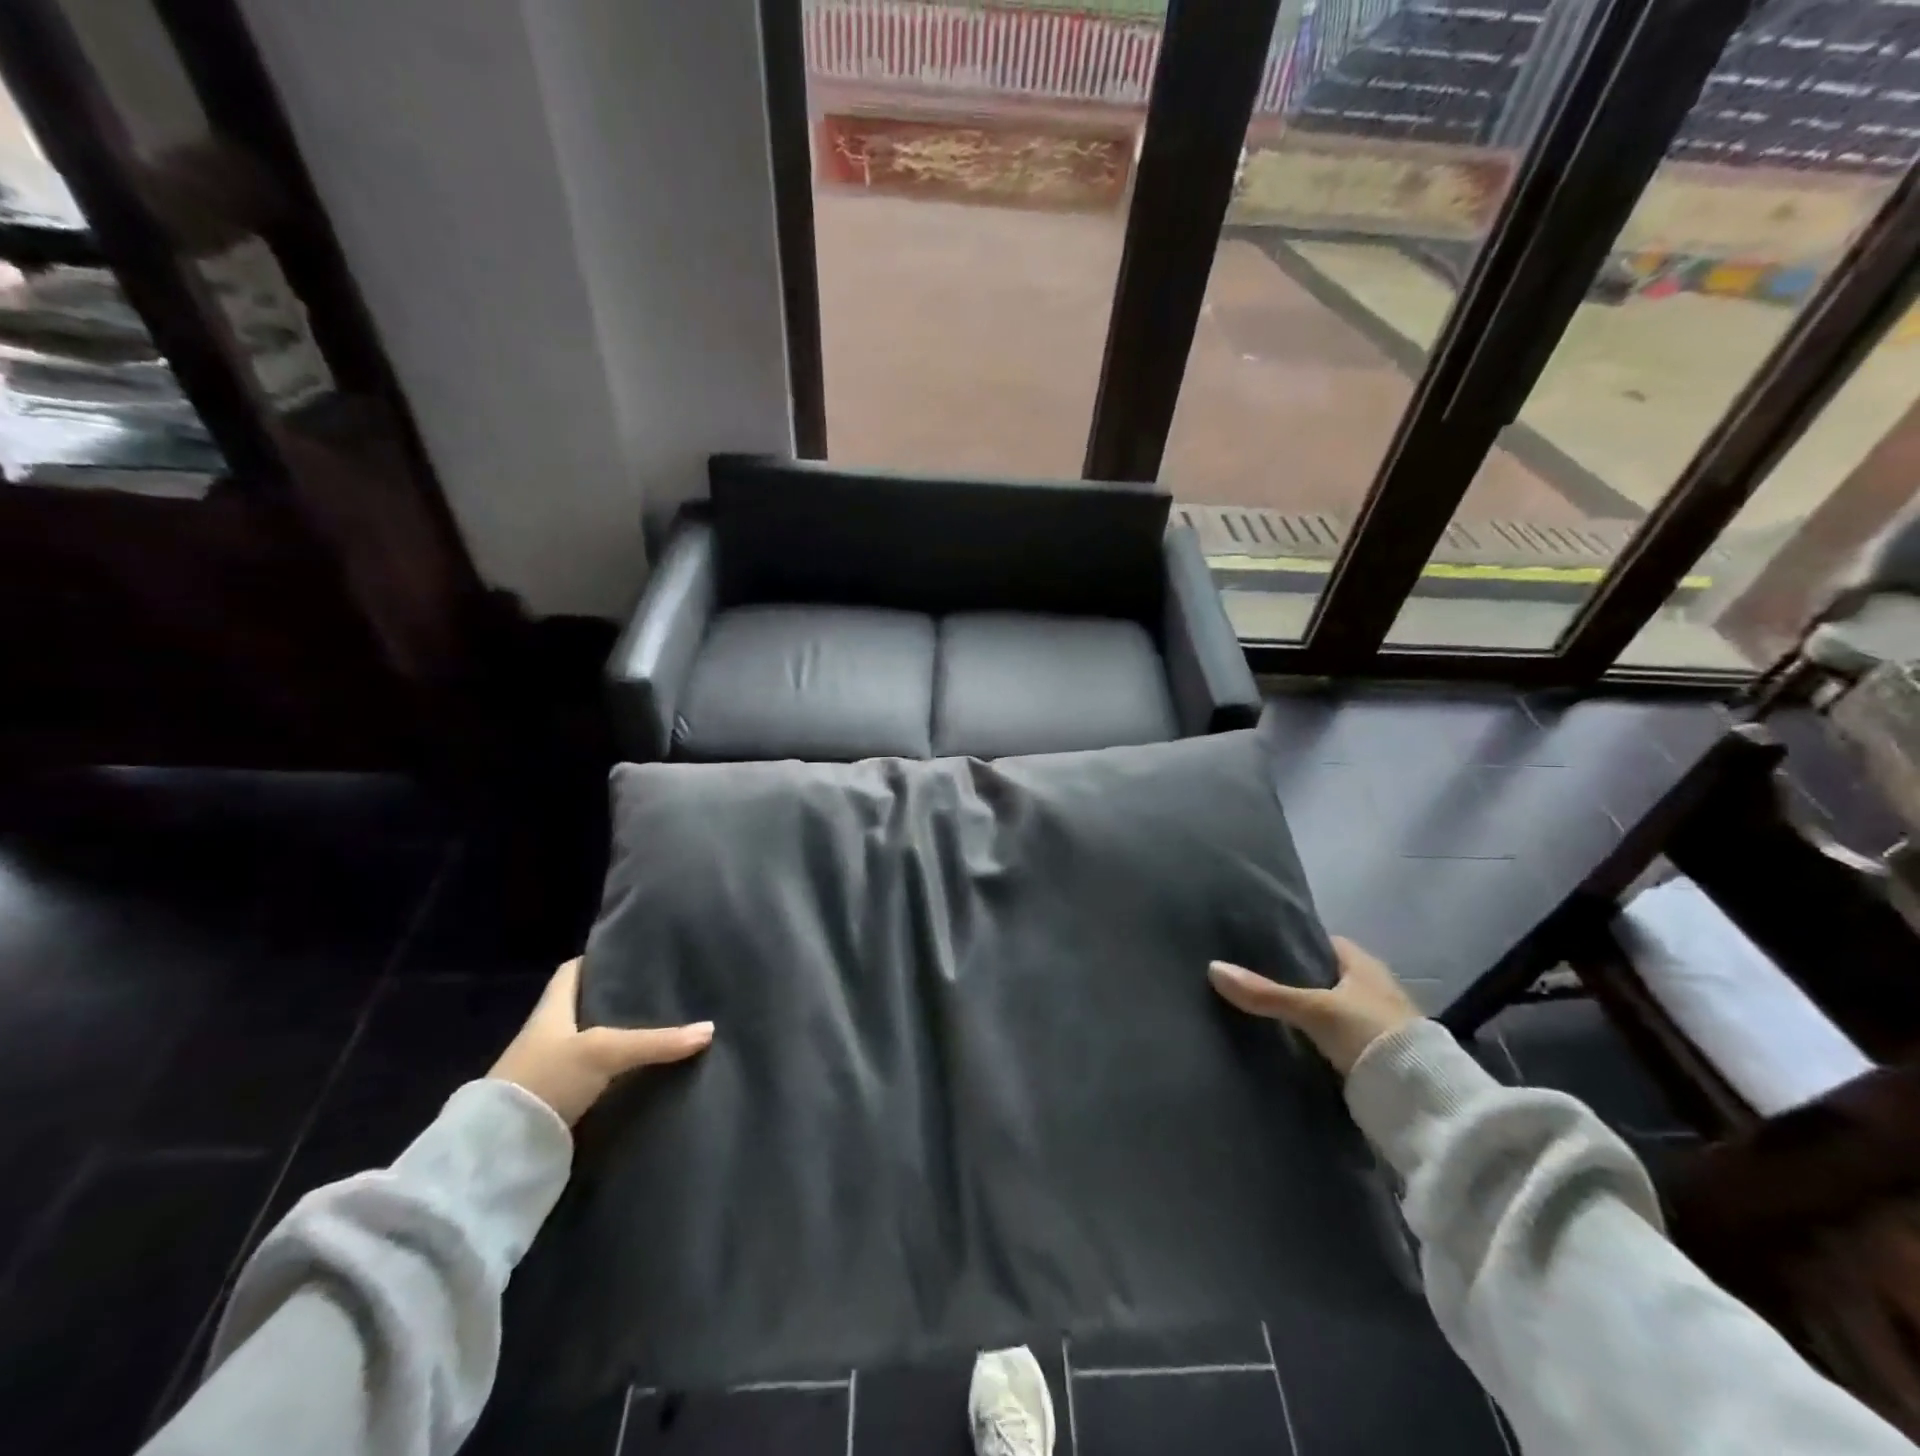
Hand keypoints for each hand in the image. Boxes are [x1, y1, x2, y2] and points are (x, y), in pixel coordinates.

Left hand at [489, 958, 713, 1124]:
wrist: (499, 1152)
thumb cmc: (546, 1078)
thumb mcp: (605, 1051)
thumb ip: (657, 1041)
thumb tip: (710, 1029)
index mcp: (551, 1009)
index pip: (572, 971)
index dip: (597, 960)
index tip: (631, 955)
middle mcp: (549, 1034)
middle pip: (585, 1006)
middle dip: (617, 999)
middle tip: (659, 990)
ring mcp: (551, 1069)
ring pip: (592, 1041)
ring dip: (619, 1036)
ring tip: (661, 1026)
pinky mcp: (558, 1101)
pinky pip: (594, 1074)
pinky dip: (615, 1070)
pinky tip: (642, 1070)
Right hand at [1208, 937, 1419, 1075]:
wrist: (1421, 1100)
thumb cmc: (1370, 1033)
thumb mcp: (1313, 1009)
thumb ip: (1265, 992)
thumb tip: (1212, 968)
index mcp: (1365, 965)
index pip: (1323, 943)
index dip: (1294, 943)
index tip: (1260, 948)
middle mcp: (1373, 989)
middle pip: (1324, 978)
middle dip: (1295, 980)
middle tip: (1252, 980)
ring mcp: (1375, 1024)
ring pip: (1328, 1010)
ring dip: (1305, 1013)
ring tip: (1262, 1011)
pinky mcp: (1374, 1056)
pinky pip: (1334, 1038)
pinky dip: (1314, 1039)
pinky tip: (1288, 1042)